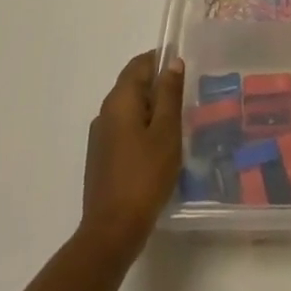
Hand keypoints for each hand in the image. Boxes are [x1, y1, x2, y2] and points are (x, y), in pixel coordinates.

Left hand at [79, 51, 184, 263]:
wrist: (113, 230)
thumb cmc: (145, 175)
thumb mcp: (167, 131)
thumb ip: (170, 94)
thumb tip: (172, 62)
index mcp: (120, 101)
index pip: (139, 64)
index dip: (161, 60)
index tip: (186, 70)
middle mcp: (105, 112)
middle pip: (133, 85)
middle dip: (160, 86)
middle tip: (189, 98)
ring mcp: (100, 137)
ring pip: (130, 109)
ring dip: (153, 110)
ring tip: (180, 123)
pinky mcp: (102, 157)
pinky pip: (125, 129)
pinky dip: (144, 128)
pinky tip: (162, 147)